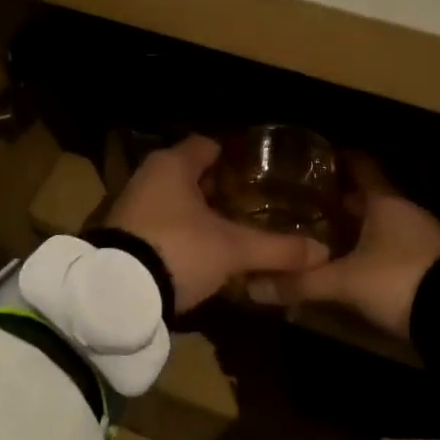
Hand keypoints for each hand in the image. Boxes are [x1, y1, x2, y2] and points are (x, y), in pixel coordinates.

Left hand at [105, 135, 328, 313]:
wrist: (118, 294)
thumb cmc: (179, 250)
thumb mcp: (233, 250)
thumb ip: (277, 248)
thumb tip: (322, 252)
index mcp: (173, 164)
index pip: (209, 145)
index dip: (235, 156)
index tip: (259, 170)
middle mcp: (149, 176)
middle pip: (191, 173)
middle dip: (219, 187)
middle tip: (252, 202)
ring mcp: (132, 205)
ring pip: (175, 199)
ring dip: (199, 211)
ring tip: (232, 227)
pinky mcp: (123, 234)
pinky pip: (161, 221)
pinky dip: (182, 230)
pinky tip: (203, 249)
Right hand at [249, 157, 439, 339]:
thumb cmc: (400, 278)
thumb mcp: (346, 282)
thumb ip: (301, 282)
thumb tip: (253, 286)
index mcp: (386, 202)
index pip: (361, 167)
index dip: (341, 159)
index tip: (317, 156)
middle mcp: (404, 214)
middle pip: (368, 198)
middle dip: (339, 201)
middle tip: (304, 203)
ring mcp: (420, 240)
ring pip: (379, 226)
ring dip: (355, 230)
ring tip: (321, 236)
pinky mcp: (427, 267)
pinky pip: (390, 250)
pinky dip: (369, 253)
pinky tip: (350, 268)